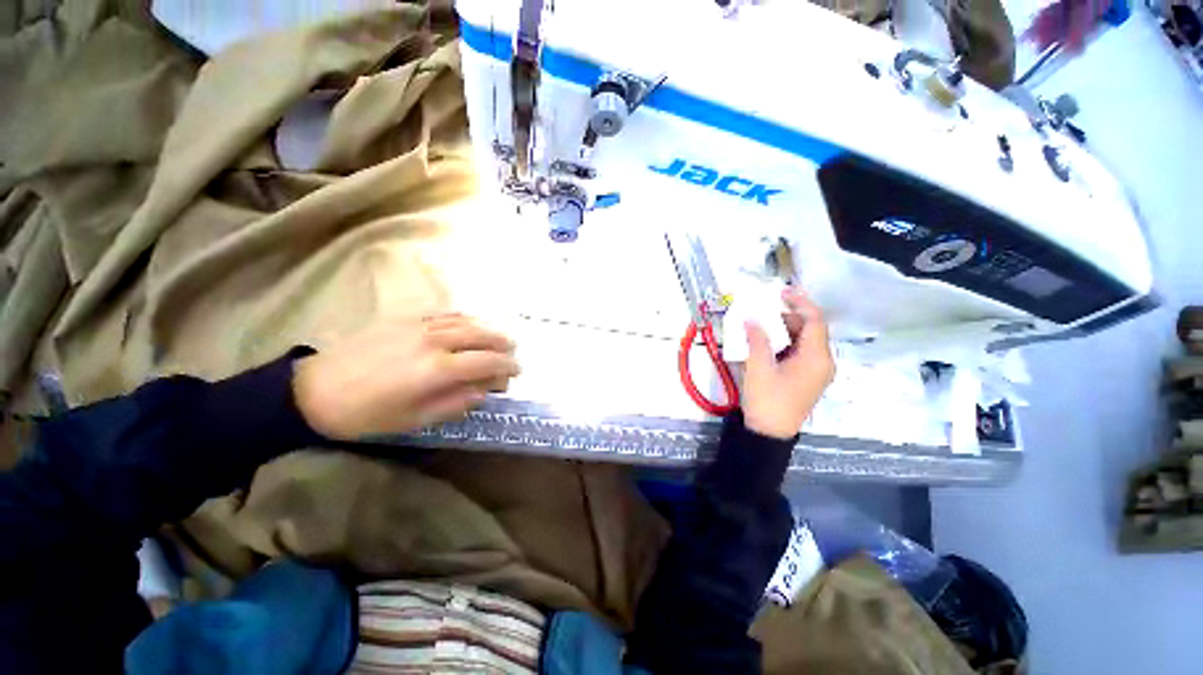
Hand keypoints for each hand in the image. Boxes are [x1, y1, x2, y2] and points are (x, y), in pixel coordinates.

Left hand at [292, 314, 519, 439]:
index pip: (486, 362)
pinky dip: (464, 318)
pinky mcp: (404, 318)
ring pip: (466, 321)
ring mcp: (419, 326)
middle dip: (503, 344)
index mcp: (437, 370)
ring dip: (487, 329)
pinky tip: (469, 323)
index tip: (517, 371)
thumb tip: (484, 392)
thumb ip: (455, 403)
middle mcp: (434, 342)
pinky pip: (444, 313)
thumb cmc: (366, 414)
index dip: (507, 366)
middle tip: (513, 352)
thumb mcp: (414, 420)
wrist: (314, 391)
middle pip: (481, 336)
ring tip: (498, 338)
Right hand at [742, 289, 834, 439]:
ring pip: (806, 341)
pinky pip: (801, 352)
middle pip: (812, 329)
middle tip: (764, 311)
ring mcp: (817, 371)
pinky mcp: (808, 378)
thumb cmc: (766, 400)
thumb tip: (751, 317)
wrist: (770, 434)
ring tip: (762, 325)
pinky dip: (786, 343)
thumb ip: (757, 339)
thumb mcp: (758, 368)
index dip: (800, 302)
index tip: (782, 291)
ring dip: (786, 330)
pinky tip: (767, 343)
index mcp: (816, 358)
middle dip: (789, 316)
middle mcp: (823, 362)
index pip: (815, 320)